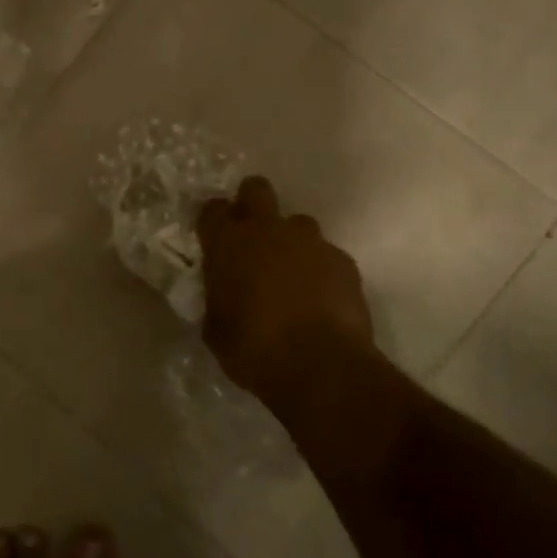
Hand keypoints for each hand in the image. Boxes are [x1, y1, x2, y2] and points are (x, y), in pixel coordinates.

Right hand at [197, 177, 380, 418]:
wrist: (322, 368)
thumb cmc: (254, 350)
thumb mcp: (216, 329)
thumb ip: (217, 299)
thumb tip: (223, 295)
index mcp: (228, 243)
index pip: (212, 209)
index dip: (213, 221)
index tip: (213, 238)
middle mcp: (268, 230)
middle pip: (257, 189)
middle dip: (251, 203)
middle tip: (251, 235)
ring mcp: (310, 242)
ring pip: (298, 223)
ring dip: (291, 241)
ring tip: (291, 274)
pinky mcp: (343, 261)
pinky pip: (326, 254)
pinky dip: (320, 269)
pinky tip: (320, 297)